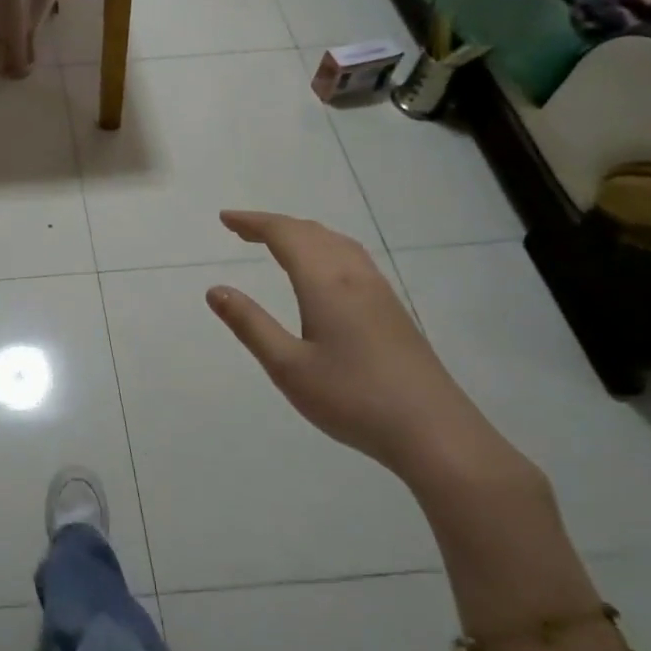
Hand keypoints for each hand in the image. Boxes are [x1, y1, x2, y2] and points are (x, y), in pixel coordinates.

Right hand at [204, 210, 500, 481]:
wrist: (434, 432)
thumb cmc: (352, 398)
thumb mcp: (288, 366)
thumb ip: (250, 325)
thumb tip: (215, 290)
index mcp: (326, 284)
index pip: (285, 235)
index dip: (253, 222)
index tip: (224, 218)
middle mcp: (354, 277)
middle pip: (311, 233)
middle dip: (273, 225)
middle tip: (240, 230)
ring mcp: (379, 292)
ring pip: (336, 243)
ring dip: (301, 234)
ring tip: (274, 243)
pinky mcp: (392, 310)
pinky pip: (352, 258)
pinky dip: (324, 248)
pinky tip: (321, 271)